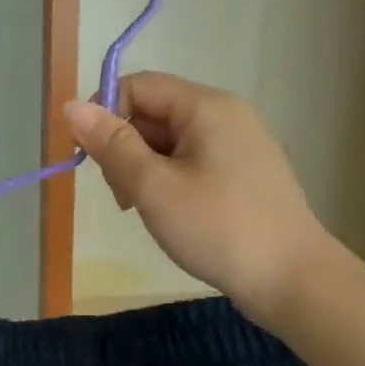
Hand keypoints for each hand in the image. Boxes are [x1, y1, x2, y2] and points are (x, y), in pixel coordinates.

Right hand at [63, 73, 337, 320]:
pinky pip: (192, 161)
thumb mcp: (153, 187)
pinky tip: (168, 213)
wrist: (292, 280)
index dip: (105, 113)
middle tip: (119, 195)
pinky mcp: (244, 173)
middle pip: (155, 112)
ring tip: (142, 209)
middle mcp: (225, 115)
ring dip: (143, 167)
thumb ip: (111, 145)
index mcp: (206, 107)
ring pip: (170, 140)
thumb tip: (71, 106)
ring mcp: (239, 144)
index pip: (139, 86)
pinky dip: (168, 180)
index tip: (88, 158)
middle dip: (124, 147)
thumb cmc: (218, 228)